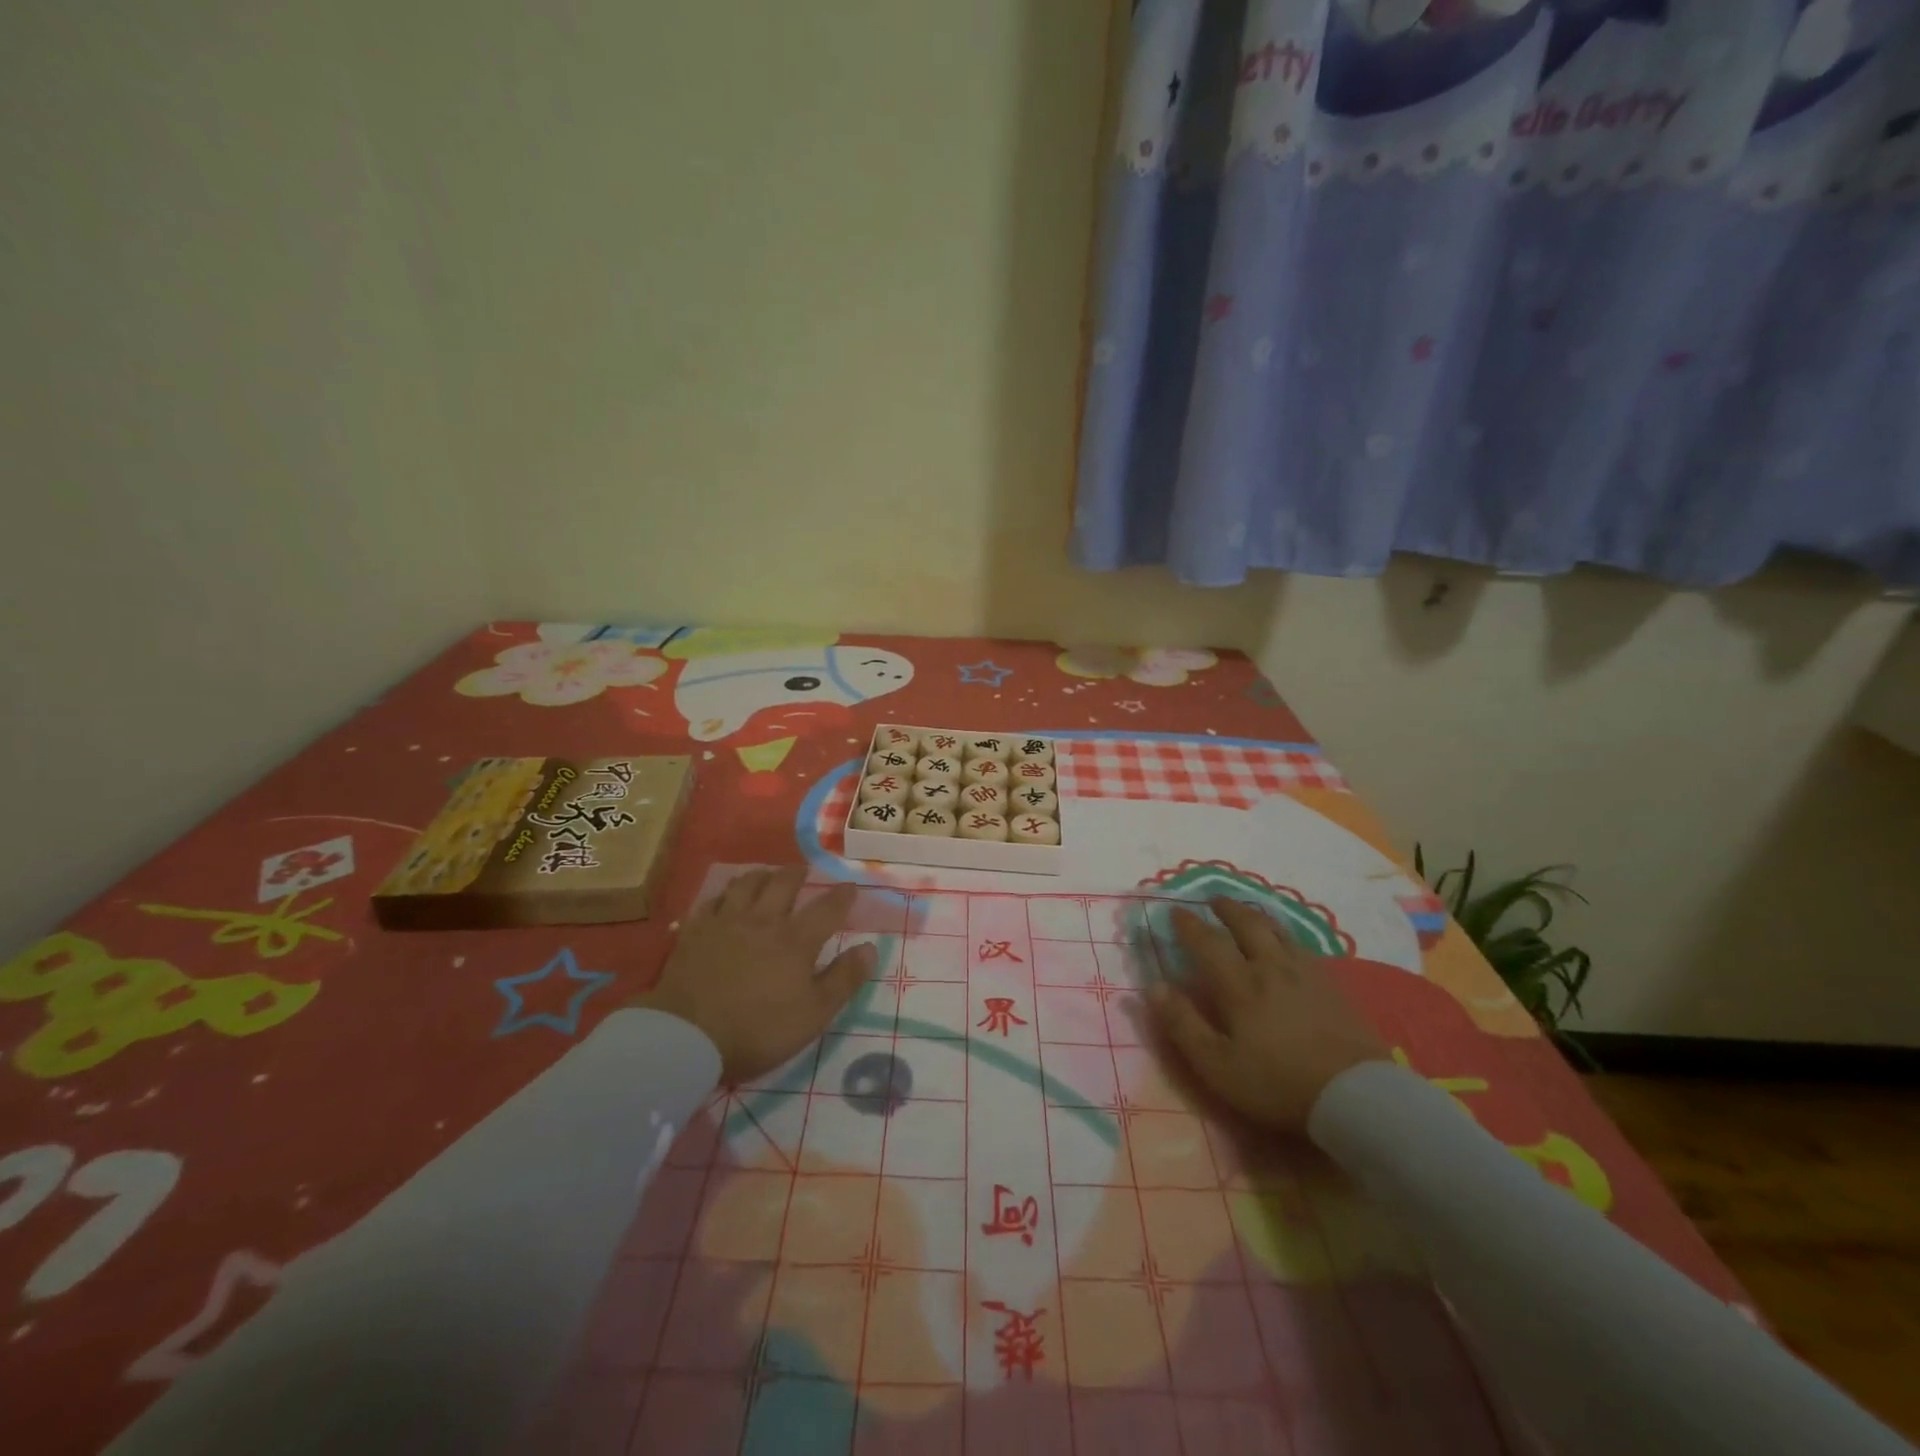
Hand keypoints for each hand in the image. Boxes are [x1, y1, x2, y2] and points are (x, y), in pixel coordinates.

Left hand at [634, 867, 872, 1085]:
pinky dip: (722, 896)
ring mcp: (726, 923)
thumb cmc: (757, 1030)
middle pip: (783, 884)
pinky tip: (724, 899)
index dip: (842, 896)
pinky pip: (711, 902)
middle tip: (804, 869)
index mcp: (795, 940)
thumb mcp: (813, 1015)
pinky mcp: (695, 932)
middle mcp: (763, 921)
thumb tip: (870, 948)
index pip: (827, 908)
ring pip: (745, 884)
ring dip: (760, 875)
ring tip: (766, 874)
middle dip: (797, 873)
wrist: (687, 1035)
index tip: (851, 886)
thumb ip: (843, 980)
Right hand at [1146, 898, 1388, 1130]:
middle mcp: (1270, 967)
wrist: (1356, 1096)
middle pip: (1246, 925)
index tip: (1175, 912)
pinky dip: (1286, 936)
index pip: (1207, 942)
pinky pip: (1303, 948)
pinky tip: (1288, 945)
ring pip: (1277, 931)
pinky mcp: (1333, 987)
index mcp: (1238, 984)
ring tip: (1248, 912)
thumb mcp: (1217, 1065)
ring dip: (1257, 916)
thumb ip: (1183, 1024)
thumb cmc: (1277, 1083)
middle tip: (1213, 899)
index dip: (1188, 925)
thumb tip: (1153, 987)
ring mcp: (1306, 974)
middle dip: (1226, 909)